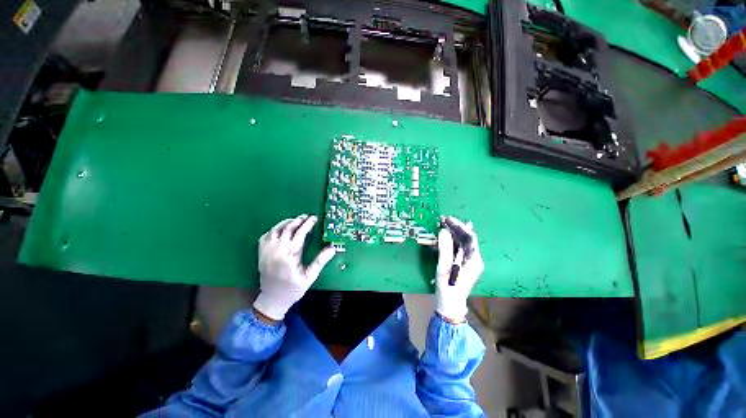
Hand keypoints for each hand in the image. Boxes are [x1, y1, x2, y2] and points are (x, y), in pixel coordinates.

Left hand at [252, 215, 336, 320]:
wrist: (272, 300)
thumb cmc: (293, 289)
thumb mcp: (309, 277)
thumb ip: (320, 261)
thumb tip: (332, 248)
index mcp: (289, 256)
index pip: (299, 234)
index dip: (307, 225)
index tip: (314, 218)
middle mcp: (276, 251)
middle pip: (287, 229)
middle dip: (298, 220)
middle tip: (306, 216)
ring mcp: (266, 251)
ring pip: (275, 230)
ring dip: (286, 223)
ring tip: (296, 220)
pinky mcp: (261, 253)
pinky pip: (265, 236)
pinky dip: (274, 230)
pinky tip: (281, 229)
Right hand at [435, 216, 483, 322]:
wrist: (450, 304)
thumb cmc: (448, 287)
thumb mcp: (445, 267)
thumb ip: (445, 249)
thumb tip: (444, 230)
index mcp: (474, 259)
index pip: (470, 237)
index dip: (459, 226)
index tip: (447, 219)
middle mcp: (474, 259)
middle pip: (467, 239)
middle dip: (455, 228)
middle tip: (442, 220)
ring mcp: (469, 261)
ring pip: (463, 242)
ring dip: (453, 233)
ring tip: (442, 225)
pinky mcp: (464, 264)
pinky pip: (459, 248)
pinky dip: (451, 240)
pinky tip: (444, 237)